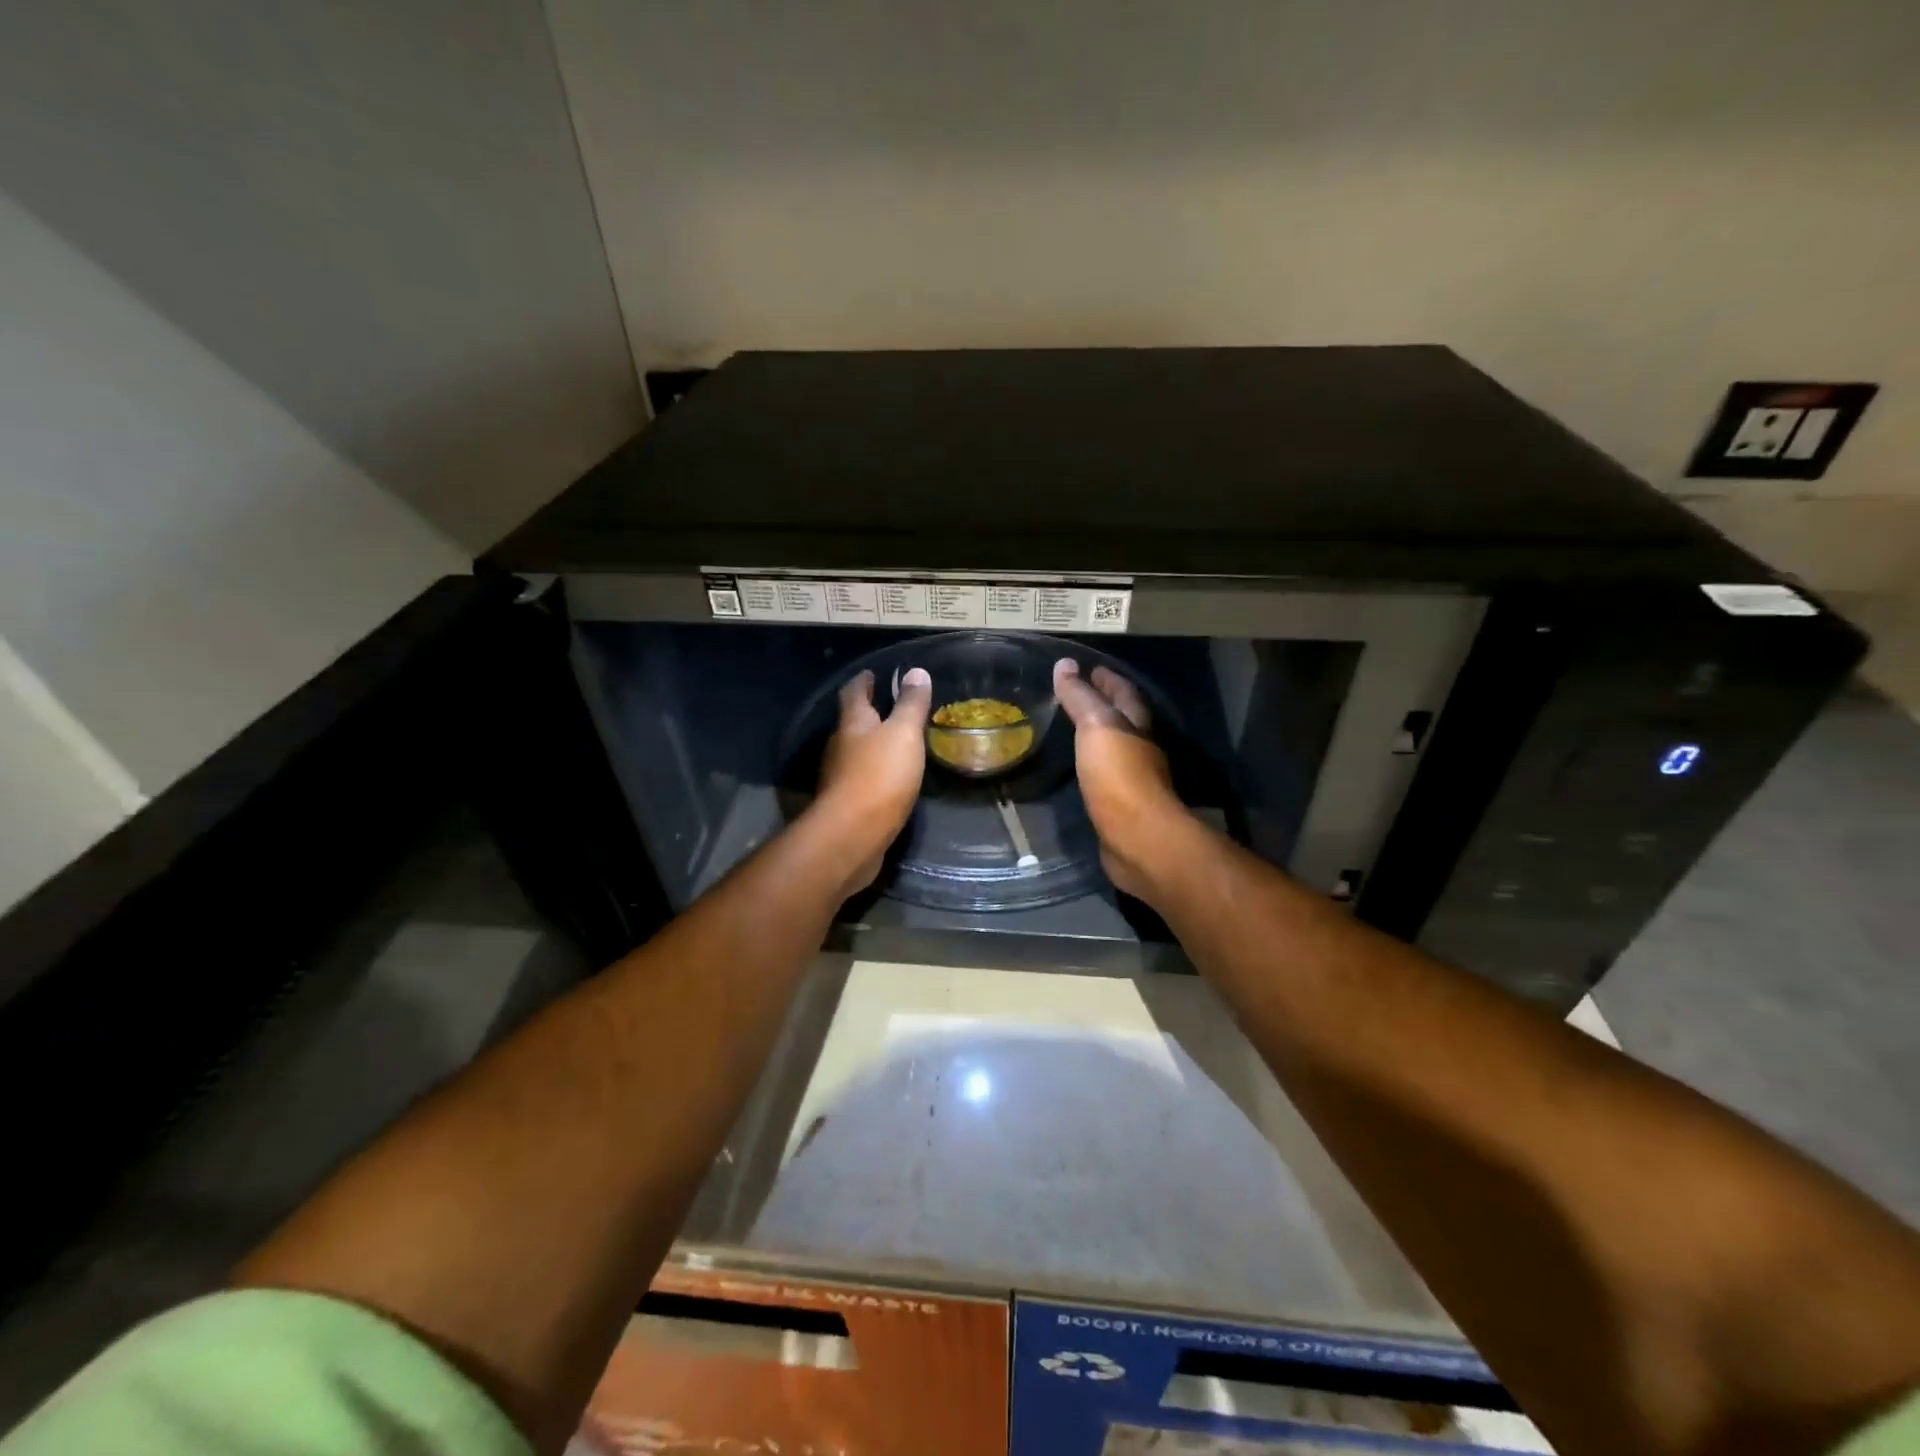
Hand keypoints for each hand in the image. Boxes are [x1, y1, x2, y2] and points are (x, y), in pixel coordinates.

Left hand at [814, 666, 932, 892]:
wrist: (852, 836)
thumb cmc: (879, 776)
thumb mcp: (903, 734)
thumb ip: (911, 705)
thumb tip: (916, 671)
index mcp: (852, 723)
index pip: (854, 693)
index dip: (863, 681)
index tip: (871, 673)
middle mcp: (840, 746)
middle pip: (852, 723)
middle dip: (868, 713)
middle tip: (888, 706)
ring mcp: (839, 777)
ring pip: (855, 752)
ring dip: (871, 745)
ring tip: (894, 741)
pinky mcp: (846, 805)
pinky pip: (861, 779)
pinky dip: (874, 773)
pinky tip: (890, 779)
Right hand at [1053, 659, 1192, 901]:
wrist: (1137, 840)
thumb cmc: (1119, 776)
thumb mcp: (1096, 727)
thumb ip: (1080, 698)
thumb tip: (1065, 664)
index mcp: (1136, 727)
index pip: (1125, 694)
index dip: (1109, 680)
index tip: (1091, 668)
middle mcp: (1140, 751)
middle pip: (1125, 722)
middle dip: (1105, 707)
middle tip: (1078, 696)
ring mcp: (1132, 783)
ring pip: (1115, 751)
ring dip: (1098, 739)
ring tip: (1071, 731)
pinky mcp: (1120, 810)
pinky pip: (1104, 780)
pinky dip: (1092, 769)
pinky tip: (1077, 772)